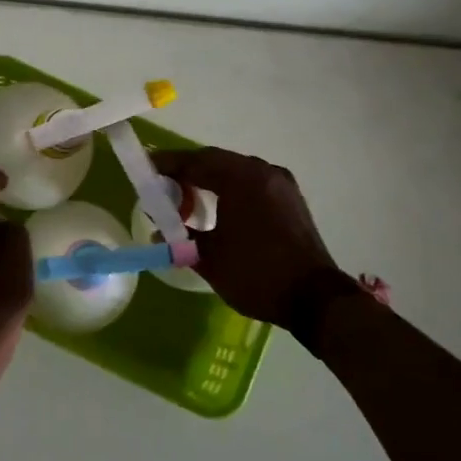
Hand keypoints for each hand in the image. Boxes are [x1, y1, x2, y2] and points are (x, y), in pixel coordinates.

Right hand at [151, 146, 355, 330]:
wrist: (314, 299)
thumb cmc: (255, 274)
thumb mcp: (208, 257)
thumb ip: (179, 237)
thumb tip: (159, 231)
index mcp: (241, 178)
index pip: (195, 161)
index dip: (168, 164)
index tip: (146, 168)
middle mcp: (263, 171)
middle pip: (216, 160)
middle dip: (187, 170)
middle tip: (163, 184)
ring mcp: (281, 184)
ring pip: (236, 170)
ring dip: (209, 178)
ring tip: (187, 196)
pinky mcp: (291, 200)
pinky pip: (252, 183)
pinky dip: (230, 187)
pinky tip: (218, 205)